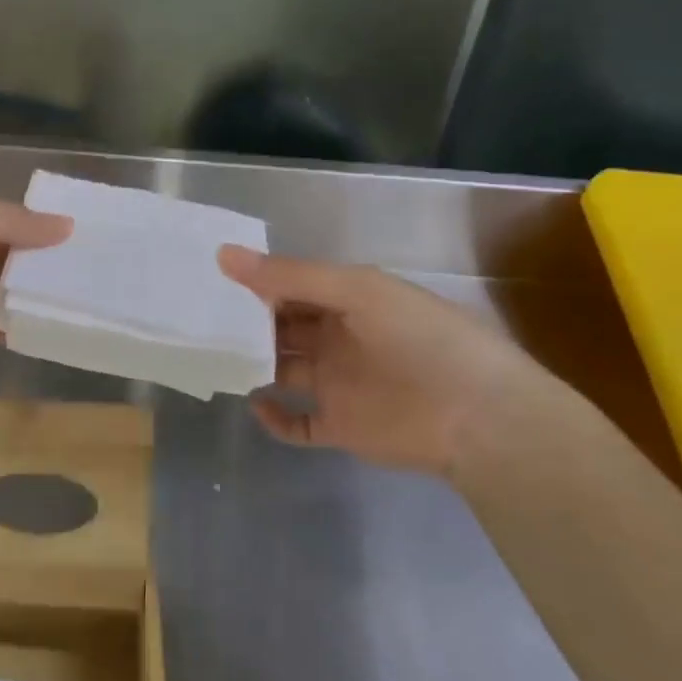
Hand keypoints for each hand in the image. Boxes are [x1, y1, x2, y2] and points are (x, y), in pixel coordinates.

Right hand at [218, 247, 587, 479]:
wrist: (480, 418)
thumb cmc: (420, 339)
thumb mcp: (357, 291)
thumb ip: (289, 276)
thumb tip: (223, 254)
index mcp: (349, 301)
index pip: (292, 287)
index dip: (257, 282)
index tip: (213, 279)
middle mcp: (340, 339)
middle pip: (283, 327)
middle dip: (248, 322)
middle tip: (201, 318)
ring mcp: (339, 384)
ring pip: (284, 370)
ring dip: (255, 364)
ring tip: (215, 357)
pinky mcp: (341, 426)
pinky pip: (297, 423)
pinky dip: (274, 418)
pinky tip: (254, 404)